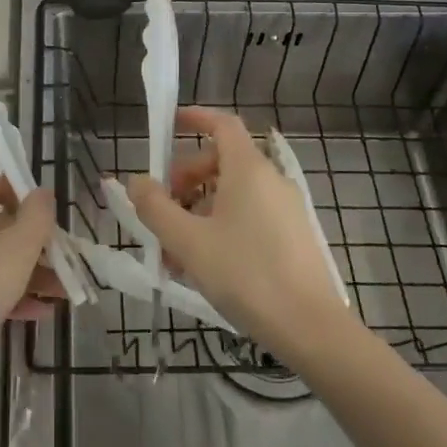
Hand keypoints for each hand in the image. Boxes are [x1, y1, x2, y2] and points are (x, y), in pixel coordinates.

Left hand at [0, 174, 58, 362]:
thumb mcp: (20, 248)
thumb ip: (37, 214)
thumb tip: (41, 192)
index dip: (17, 191)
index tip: (42, 213)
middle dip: (29, 241)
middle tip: (57, 257)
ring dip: (23, 270)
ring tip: (56, 291)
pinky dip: (2, 290)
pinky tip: (35, 312)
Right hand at [129, 107, 350, 361]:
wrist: (310, 327)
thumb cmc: (245, 275)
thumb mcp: (188, 242)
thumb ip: (156, 208)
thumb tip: (136, 181)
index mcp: (248, 169)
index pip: (222, 124)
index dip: (195, 118)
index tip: (169, 125)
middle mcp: (271, 180)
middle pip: (222, 161)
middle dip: (186, 179)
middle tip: (162, 211)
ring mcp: (286, 208)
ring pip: (234, 193)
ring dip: (200, 210)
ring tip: (176, 251)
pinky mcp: (294, 235)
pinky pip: (250, 215)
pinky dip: (222, 225)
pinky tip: (205, 264)